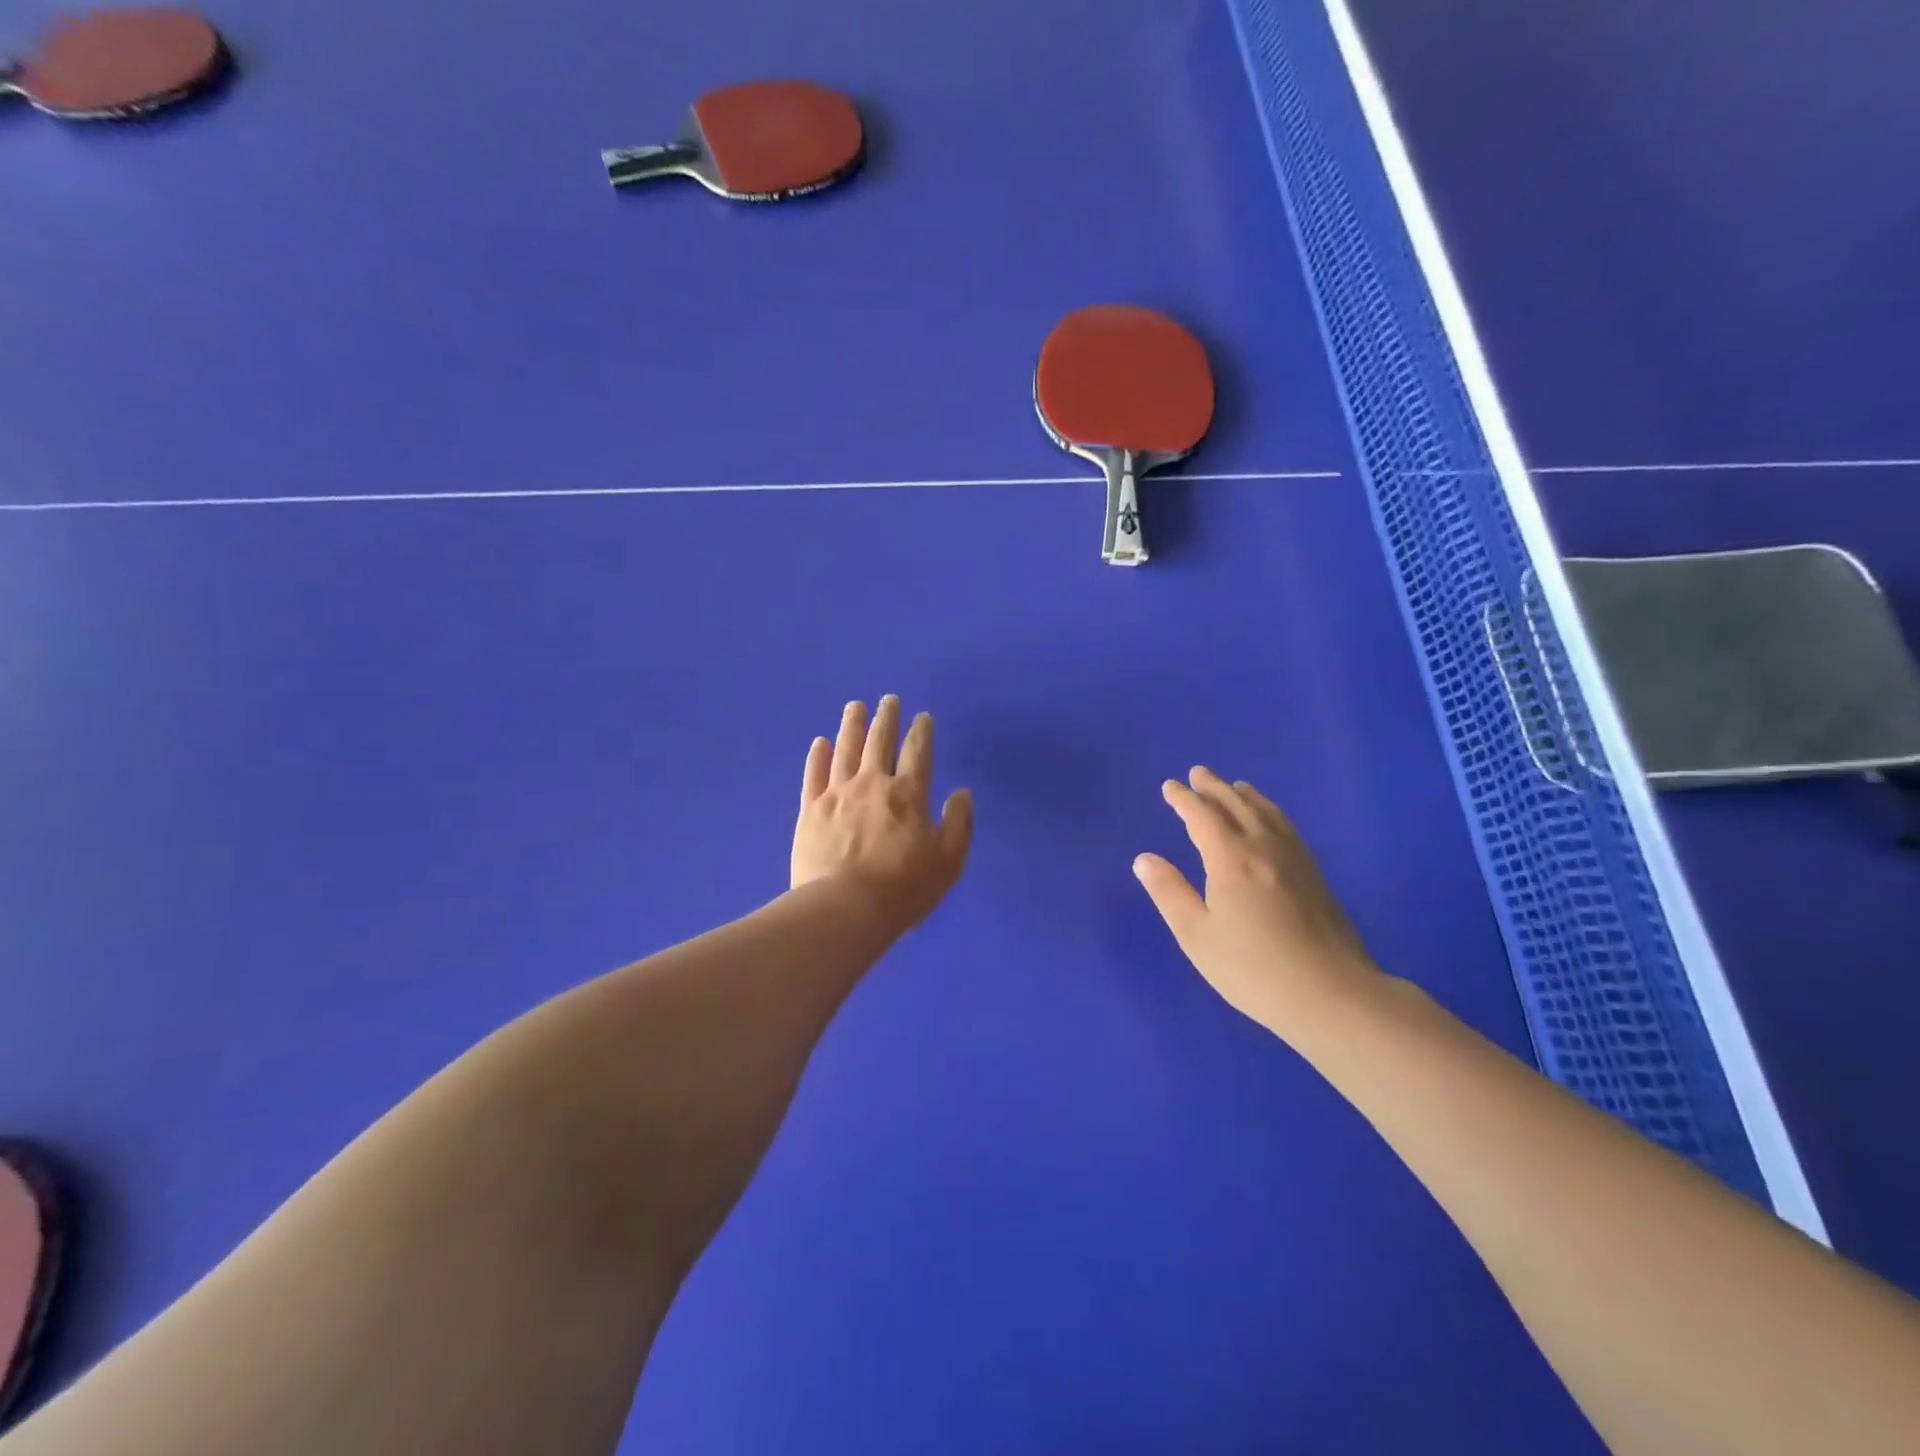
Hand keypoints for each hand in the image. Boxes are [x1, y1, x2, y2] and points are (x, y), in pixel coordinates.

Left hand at [792, 697, 972, 936]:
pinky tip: (820, 742)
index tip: (922, 716)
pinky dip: (818, 756)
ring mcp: (837, 795)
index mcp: (908, 794)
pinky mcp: (810, 811)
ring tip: (855, 707)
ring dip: (852, 726)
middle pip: (879, 742)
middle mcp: (872, 784)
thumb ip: (958, 823)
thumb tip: (962, 793)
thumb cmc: (903, 889)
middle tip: (889, 700)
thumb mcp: (948, 861)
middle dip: (886, 718)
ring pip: (845, 750)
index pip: (917, 752)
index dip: (921, 731)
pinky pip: (814, 775)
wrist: (844, 909)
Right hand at [1134, 767, 1384, 1039]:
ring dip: (1246, 796)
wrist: (1331, 994)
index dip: (1184, 799)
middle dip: (1214, 788)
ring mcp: (1294, 859)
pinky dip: (1271, 812)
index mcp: (1230, 859)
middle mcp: (1263, 848)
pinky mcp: (1315, 875)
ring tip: (1235, 786)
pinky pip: (1287, 827)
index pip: (1202, 817)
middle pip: (1237, 806)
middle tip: (1199, 773)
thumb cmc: (1252, 968)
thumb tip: (1144, 859)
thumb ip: (1169, 892)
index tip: (1170, 786)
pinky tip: (1271, 822)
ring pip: (1267, 813)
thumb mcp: (1197, 935)